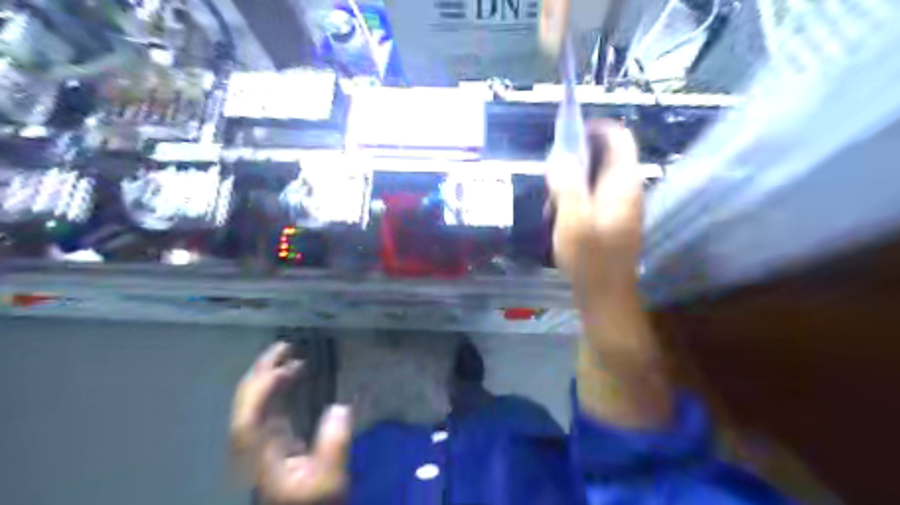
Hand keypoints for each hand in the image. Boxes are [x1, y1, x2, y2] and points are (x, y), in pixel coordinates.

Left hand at [228, 341, 352, 502]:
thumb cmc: (314, 504)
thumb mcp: (330, 481)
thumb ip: (335, 445)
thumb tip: (341, 407)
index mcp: (262, 456)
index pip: (249, 417)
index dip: (262, 389)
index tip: (287, 365)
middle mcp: (255, 445)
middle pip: (246, 403)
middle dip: (262, 371)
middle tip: (288, 346)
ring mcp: (262, 441)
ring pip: (255, 401)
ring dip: (271, 375)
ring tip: (296, 356)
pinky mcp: (272, 440)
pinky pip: (269, 405)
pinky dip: (278, 386)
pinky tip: (295, 377)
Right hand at [545, 119, 642, 307]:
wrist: (605, 295)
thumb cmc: (590, 259)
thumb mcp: (573, 220)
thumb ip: (567, 184)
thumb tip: (560, 155)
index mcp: (622, 183)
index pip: (618, 137)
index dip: (594, 128)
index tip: (565, 136)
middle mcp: (626, 189)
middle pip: (605, 155)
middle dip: (575, 159)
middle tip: (551, 177)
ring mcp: (620, 205)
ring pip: (595, 176)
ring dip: (571, 181)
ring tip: (551, 203)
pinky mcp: (612, 218)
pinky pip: (593, 194)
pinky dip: (575, 197)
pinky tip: (558, 217)